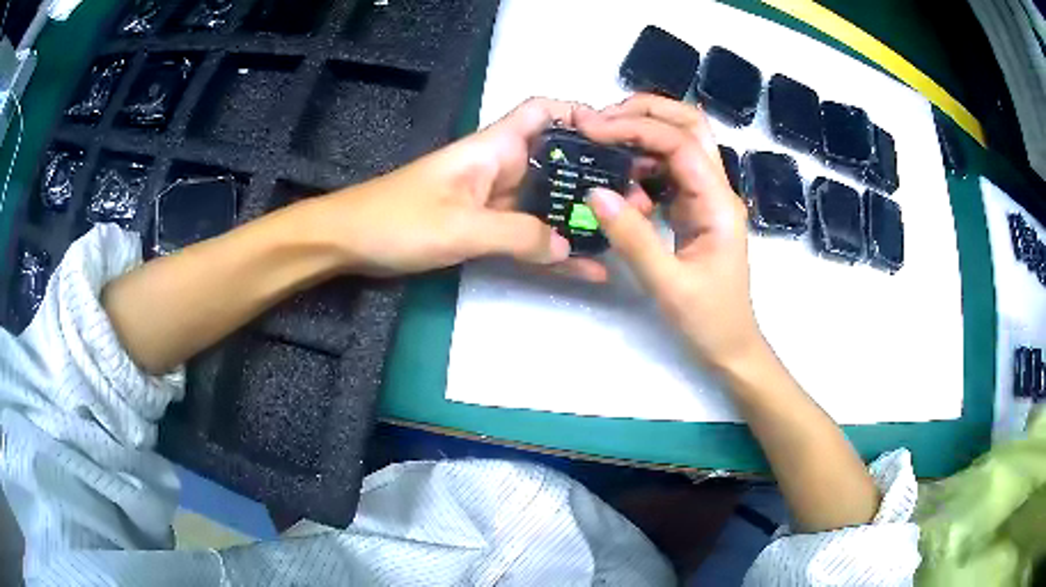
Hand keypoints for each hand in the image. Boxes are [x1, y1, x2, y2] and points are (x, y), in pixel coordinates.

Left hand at [298, 97, 610, 280]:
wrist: (348, 242)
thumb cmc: (396, 221)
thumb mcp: (459, 227)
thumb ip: (516, 234)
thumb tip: (567, 246)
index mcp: (492, 148)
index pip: (542, 112)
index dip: (578, 115)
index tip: (615, 139)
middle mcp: (499, 167)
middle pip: (556, 160)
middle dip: (594, 176)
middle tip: (636, 199)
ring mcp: (493, 199)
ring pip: (546, 201)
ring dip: (580, 216)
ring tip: (623, 234)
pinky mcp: (484, 226)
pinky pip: (527, 233)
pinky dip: (552, 247)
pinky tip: (583, 267)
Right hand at [575, 94, 763, 368]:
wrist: (731, 345)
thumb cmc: (709, 321)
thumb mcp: (669, 285)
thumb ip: (633, 239)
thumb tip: (594, 192)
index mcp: (719, 204)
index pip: (679, 144)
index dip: (636, 128)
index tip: (593, 129)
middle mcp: (717, 190)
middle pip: (689, 126)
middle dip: (645, 111)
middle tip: (599, 119)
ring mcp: (707, 197)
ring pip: (680, 141)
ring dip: (643, 130)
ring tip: (601, 137)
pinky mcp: (694, 208)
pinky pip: (670, 169)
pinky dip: (643, 159)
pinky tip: (617, 169)